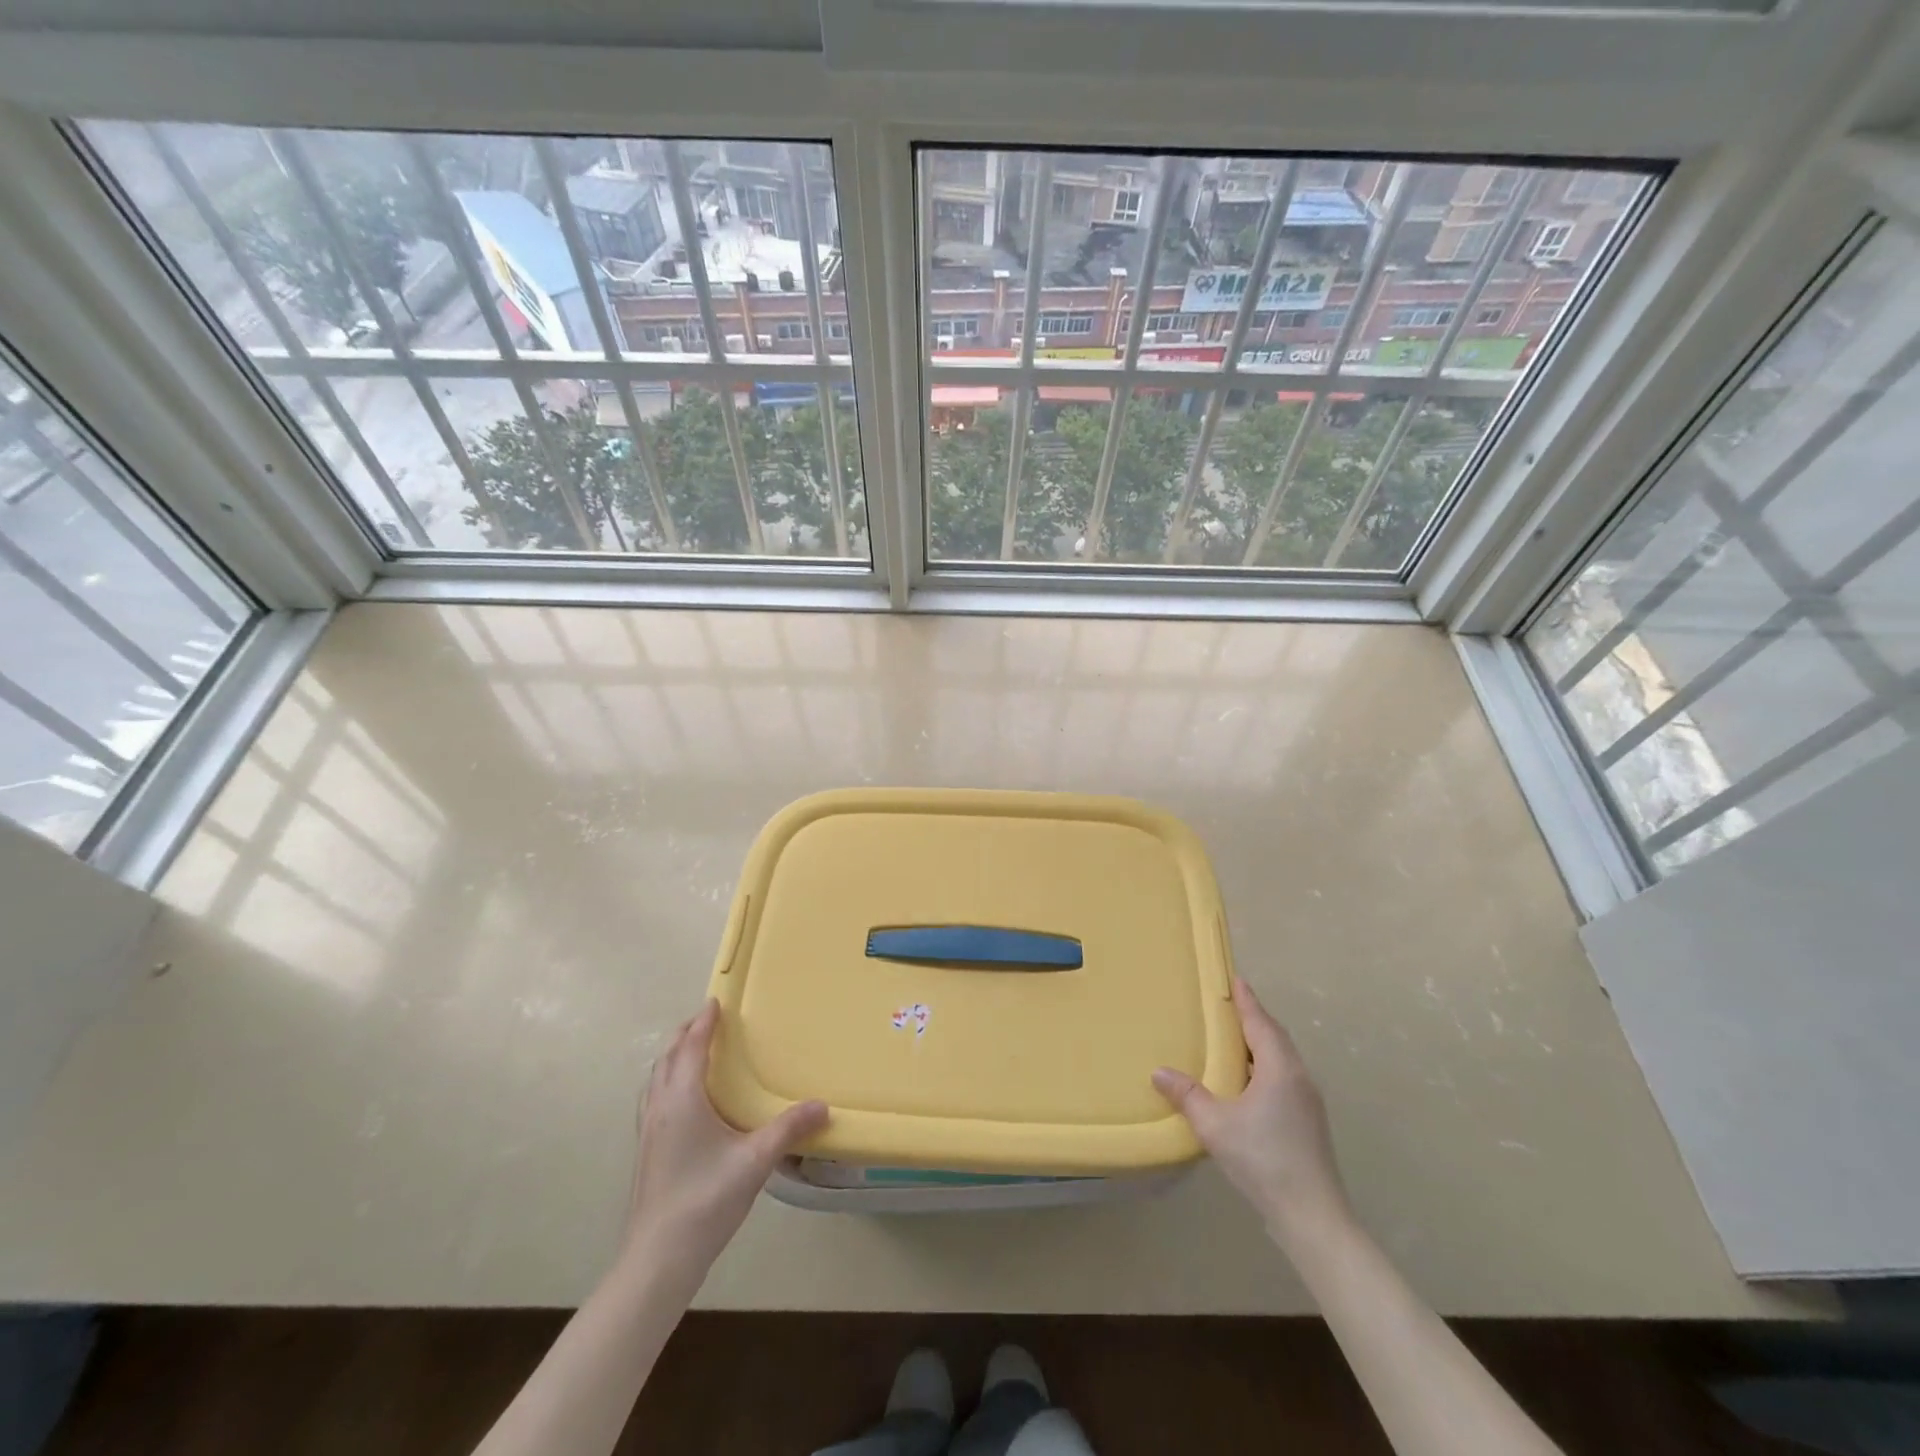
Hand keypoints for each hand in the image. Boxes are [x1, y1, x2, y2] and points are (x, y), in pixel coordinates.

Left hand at [621, 1001, 827, 1281]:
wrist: (658, 1258)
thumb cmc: (705, 1200)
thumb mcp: (755, 1161)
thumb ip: (789, 1129)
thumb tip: (823, 1105)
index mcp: (683, 1099)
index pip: (691, 1047)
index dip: (704, 1023)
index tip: (716, 1001)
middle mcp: (660, 1107)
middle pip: (668, 1057)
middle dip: (686, 1034)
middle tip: (707, 1019)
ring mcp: (649, 1130)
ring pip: (656, 1078)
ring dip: (673, 1057)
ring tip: (694, 1051)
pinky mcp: (647, 1150)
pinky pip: (654, 1098)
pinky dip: (668, 1080)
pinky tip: (684, 1100)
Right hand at [1153, 978, 1350, 1238]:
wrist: (1312, 1216)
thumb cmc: (1263, 1160)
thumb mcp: (1215, 1125)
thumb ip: (1187, 1096)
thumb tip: (1159, 1072)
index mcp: (1279, 1069)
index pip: (1260, 1023)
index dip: (1246, 1000)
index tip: (1235, 978)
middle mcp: (1298, 1077)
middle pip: (1275, 1037)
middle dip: (1253, 1018)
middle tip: (1229, 1005)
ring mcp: (1307, 1101)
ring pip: (1282, 1059)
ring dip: (1260, 1043)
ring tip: (1233, 1039)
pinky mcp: (1308, 1122)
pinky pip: (1283, 1077)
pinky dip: (1264, 1066)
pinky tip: (1246, 1081)